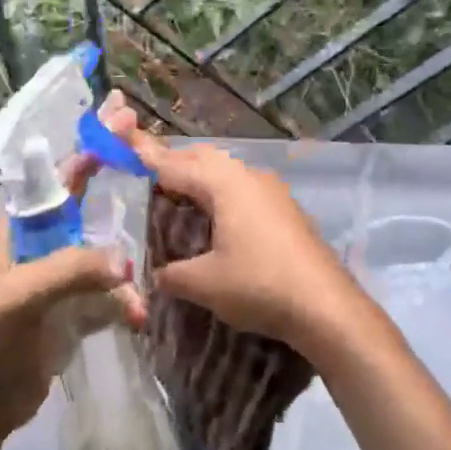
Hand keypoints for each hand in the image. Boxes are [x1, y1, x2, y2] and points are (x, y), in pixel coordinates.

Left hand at [0, 95, 146, 449]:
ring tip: (139, 295)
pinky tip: (136, 317)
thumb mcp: (20, 295)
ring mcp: (59, 279)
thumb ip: (70, 270)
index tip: (120, 116)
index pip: (59, 177)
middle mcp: (41, 246)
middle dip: (116, 186)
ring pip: (102, 253)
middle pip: (86, 206)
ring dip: (124, 266)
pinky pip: (107, 295)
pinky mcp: (72, 312)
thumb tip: (125, 261)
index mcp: (20, 229)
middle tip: (151, 160)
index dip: (89, 146)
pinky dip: (123, 303)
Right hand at [129, 132, 367, 355]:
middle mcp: (248, 176)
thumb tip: (157, 275)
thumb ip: (173, 274)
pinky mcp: (285, 208)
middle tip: (147, 176)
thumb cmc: (259, 285)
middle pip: (203, 158)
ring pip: (226, 171)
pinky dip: (221, 191)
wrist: (327, 306)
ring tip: (178, 194)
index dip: (147, 157)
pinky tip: (216, 215)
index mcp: (224, 184)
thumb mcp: (205, 284)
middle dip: (175, 163)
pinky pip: (243, 186)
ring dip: (200, 176)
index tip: (123, 143)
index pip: (175, 165)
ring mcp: (271, 190)